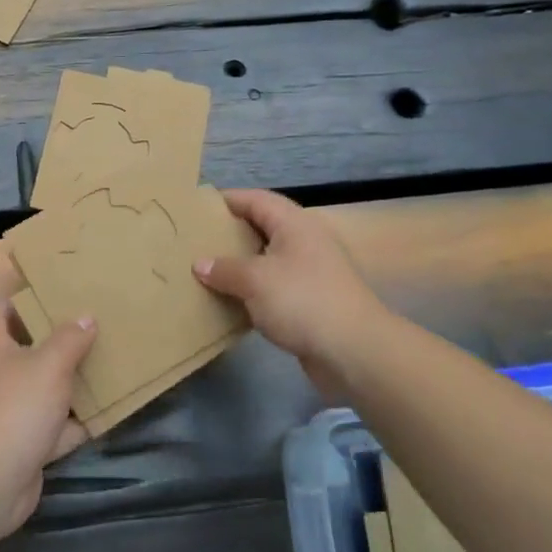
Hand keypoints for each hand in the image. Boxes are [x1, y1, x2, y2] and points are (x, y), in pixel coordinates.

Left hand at [0, 301, 96, 535]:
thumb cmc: (15, 407)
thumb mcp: (49, 365)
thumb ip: (69, 340)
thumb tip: (86, 317)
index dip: (20, 302)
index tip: (53, 298)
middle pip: (24, 351)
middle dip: (55, 344)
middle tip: (89, 331)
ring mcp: (6, 412)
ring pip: (41, 391)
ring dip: (68, 386)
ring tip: (103, 368)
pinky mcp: (21, 444)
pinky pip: (51, 427)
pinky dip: (73, 425)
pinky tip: (102, 416)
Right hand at [194, 189, 394, 378]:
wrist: (354, 351)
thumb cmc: (303, 301)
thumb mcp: (255, 280)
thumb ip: (225, 269)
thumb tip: (200, 264)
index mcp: (295, 225)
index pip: (257, 200)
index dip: (229, 199)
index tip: (198, 206)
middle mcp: (305, 242)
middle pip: (262, 227)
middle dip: (231, 232)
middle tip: (197, 238)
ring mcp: (310, 273)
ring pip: (267, 259)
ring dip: (240, 264)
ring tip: (207, 269)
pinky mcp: (311, 302)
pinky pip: (274, 287)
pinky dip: (252, 290)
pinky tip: (230, 301)